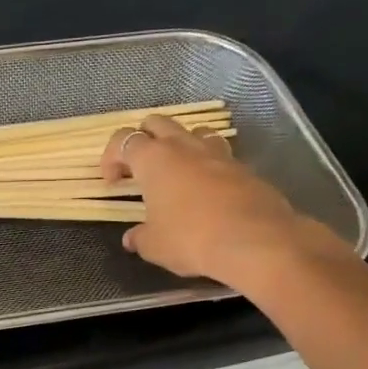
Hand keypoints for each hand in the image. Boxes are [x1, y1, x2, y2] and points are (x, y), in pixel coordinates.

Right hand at [101, 114, 350, 289]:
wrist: (256, 241)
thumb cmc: (192, 239)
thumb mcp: (155, 246)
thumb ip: (140, 237)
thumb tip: (132, 238)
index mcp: (154, 159)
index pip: (123, 140)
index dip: (111, 157)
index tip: (112, 182)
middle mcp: (184, 146)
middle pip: (157, 123)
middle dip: (144, 139)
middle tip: (140, 167)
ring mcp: (217, 153)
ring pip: (192, 132)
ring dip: (179, 145)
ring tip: (177, 173)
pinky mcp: (243, 167)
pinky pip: (218, 155)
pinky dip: (207, 165)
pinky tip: (208, 191)